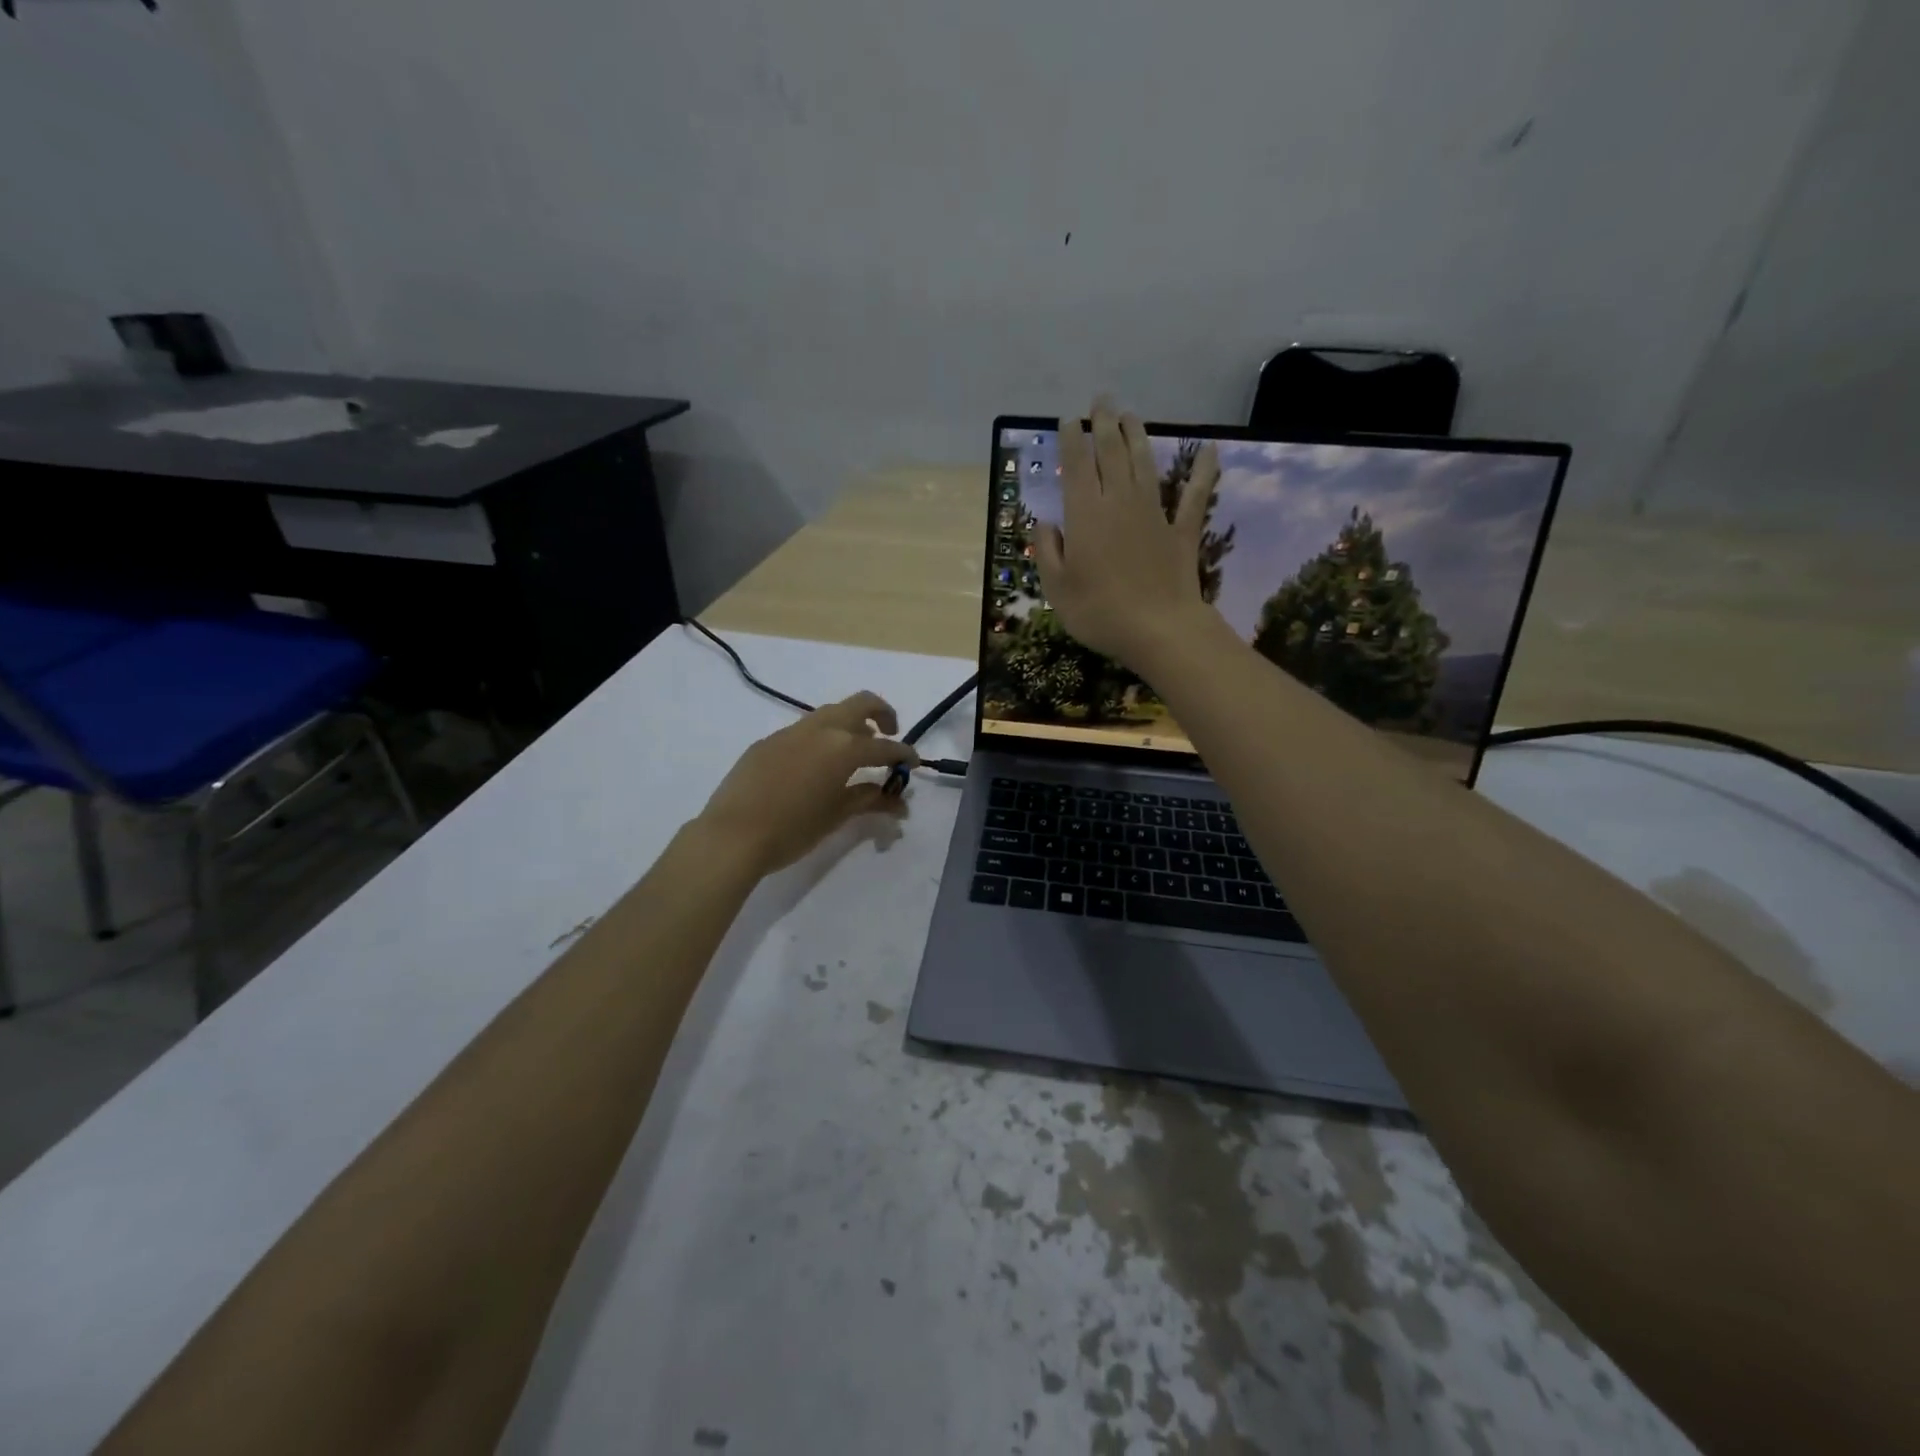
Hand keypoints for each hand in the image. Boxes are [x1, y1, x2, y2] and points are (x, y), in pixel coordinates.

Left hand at [696, 692, 917, 875]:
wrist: (731, 835)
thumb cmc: (792, 830)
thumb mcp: (836, 816)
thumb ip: (868, 800)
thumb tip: (897, 800)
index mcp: (843, 748)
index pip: (885, 746)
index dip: (904, 754)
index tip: (914, 763)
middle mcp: (820, 729)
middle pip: (861, 704)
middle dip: (882, 715)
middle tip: (889, 736)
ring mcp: (790, 732)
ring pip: (830, 713)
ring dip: (850, 725)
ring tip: (854, 753)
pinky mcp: (767, 742)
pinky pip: (804, 730)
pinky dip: (822, 738)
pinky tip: (815, 767)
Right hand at [1033, 400, 1221, 668]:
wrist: (1158, 630)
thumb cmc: (1099, 612)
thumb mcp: (1056, 588)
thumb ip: (1047, 551)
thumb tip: (1045, 523)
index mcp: (1086, 514)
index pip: (1076, 466)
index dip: (1072, 439)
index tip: (1070, 419)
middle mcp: (1119, 503)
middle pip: (1111, 454)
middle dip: (1105, 424)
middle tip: (1102, 400)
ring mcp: (1154, 514)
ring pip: (1145, 465)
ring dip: (1138, 436)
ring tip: (1131, 414)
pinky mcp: (1181, 532)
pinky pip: (1194, 496)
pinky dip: (1204, 473)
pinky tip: (1212, 451)